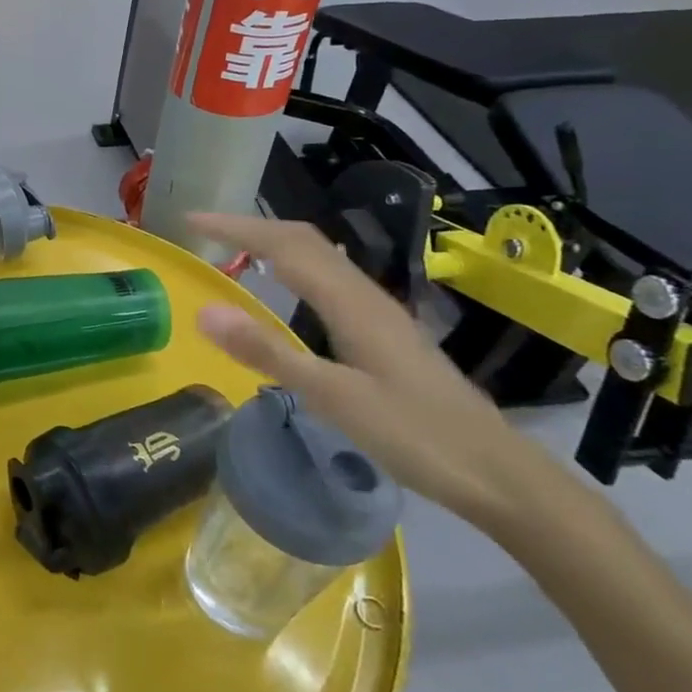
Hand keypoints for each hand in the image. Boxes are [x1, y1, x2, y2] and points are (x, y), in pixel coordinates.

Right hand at [190, 213, 560, 533]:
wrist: (500, 474)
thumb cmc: (417, 437)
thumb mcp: (334, 398)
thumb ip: (268, 352)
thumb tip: (205, 311)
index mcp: (351, 303)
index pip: (285, 245)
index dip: (236, 226)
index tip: (191, 218)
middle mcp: (365, 296)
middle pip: (304, 241)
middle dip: (251, 226)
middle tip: (203, 229)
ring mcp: (379, 314)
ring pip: (320, 257)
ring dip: (274, 242)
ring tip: (234, 248)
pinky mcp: (384, 333)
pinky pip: (329, 279)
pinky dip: (294, 267)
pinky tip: (287, 288)